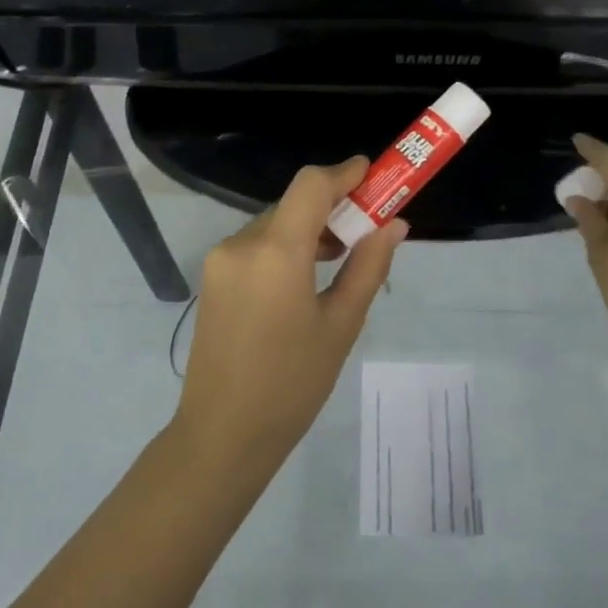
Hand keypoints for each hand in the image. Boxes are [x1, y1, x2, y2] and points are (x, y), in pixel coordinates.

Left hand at [173, 158, 407, 468]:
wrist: (222, 434)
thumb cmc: (292, 384)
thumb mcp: (341, 325)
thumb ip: (368, 267)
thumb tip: (394, 224)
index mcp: (276, 252)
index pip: (310, 185)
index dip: (343, 173)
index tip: (373, 175)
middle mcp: (241, 244)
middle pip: (293, 204)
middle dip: (331, 207)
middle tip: (367, 229)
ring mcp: (220, 260)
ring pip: (273, 224)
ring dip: (307, 229)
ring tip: (340, 258)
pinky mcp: (212, 278)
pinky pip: (255, 246)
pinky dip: (284, 247)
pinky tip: (304, 277)